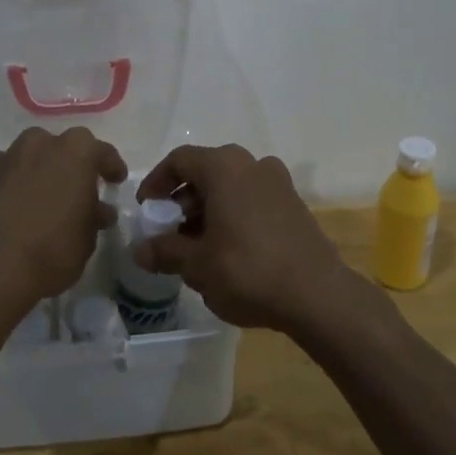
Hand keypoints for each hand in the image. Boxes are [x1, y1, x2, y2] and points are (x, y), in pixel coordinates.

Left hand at [0, 127, 126, 319]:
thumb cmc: (49, 252)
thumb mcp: (86, 242)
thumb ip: (93, 219)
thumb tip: (98, 211)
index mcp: (75, 153)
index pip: (101, 151)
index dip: (111, 166)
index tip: (116, 180)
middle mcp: (39, 144)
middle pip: (61, 148)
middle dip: (71, 166)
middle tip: (76, 190)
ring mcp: (4, 157)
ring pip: (29, 158)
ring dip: (38, 173)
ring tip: (42, 200)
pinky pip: (3, 175)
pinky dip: (11, 186)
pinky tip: (12, 209)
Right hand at [134, 144, 374, 335]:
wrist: (316, 294)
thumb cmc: (247, 270)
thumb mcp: (197, 265)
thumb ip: (165, 251)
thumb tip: (139, 250)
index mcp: (225, 167)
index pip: (180, 160)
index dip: (157, 182)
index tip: (147, 210)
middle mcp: (253, 164)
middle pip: (207, 171)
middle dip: (183, 200)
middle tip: (169, 232)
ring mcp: (278, 182)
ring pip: (231, 186)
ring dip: (208, 209)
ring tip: (196, 246)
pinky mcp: (294, 204)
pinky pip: (253, 199)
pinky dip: (233, 215)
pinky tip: (228, 250)